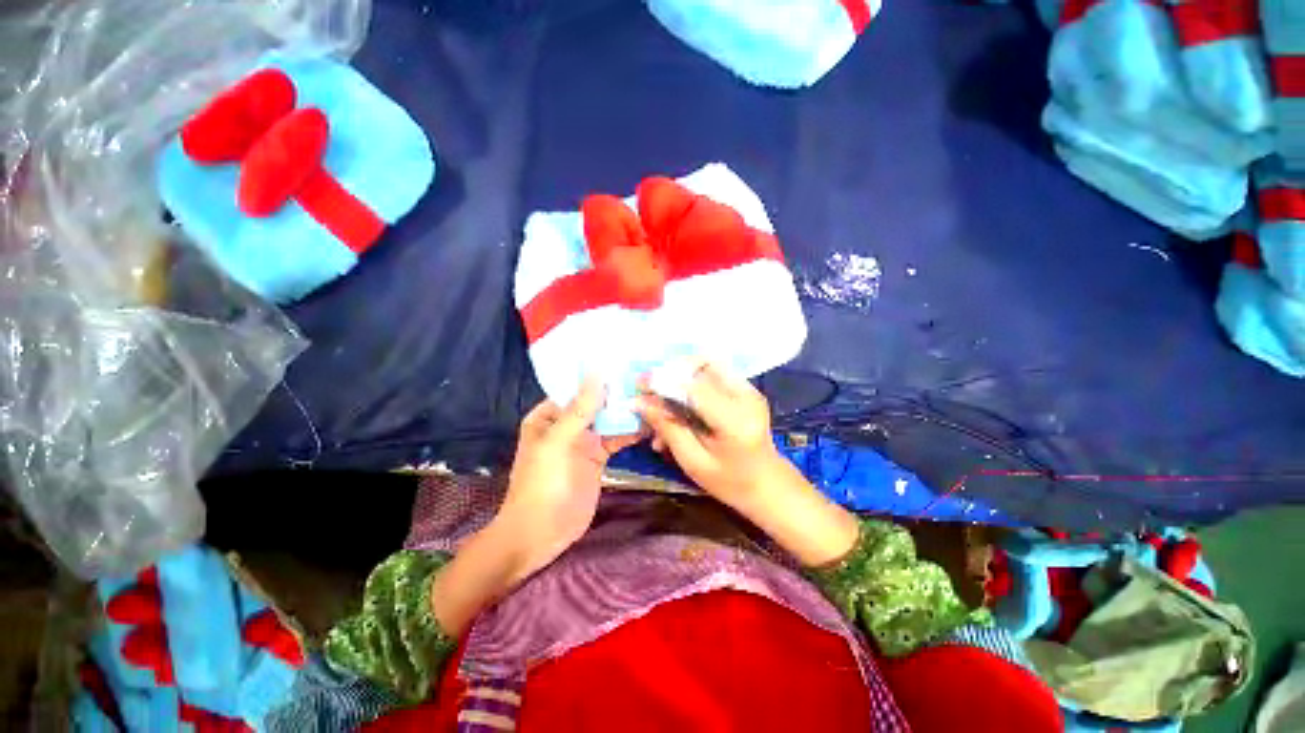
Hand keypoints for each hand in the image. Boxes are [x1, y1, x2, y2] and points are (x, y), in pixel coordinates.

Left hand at [492, 378, 640, 583]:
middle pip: (597, 402)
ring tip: (654, 397)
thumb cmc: (541, 485)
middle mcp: (567, 424)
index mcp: (549, 415)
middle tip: (649, 378)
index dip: (600, 376)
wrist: (542, 535)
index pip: (577, 388)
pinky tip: (650, 424)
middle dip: (619, 393)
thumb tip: (596, 373)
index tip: (627, 362)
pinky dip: (631, 432)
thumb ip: (579, 409)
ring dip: (628, 412)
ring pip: (609, 420)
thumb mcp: (558, 443)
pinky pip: (617, 438)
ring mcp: (585, 441)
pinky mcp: (599, 457)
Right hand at [634, 361, 782, 507]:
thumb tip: (638, 403)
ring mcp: (747, 388)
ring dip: (679, 376)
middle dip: (669, 373)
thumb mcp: (693, 461)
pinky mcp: (745, 387)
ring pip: (705, 363)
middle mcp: (745, 396)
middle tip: (649, 391)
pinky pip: (711, 372)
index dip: (662, 381)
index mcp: (734, 421)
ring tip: (662, 401)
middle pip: (701, 365)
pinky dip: (690, 382)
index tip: (638, 386)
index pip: (693, 387)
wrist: (767, 483)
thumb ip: (667, 428)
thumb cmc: (729, 482)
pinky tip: (678, 403)